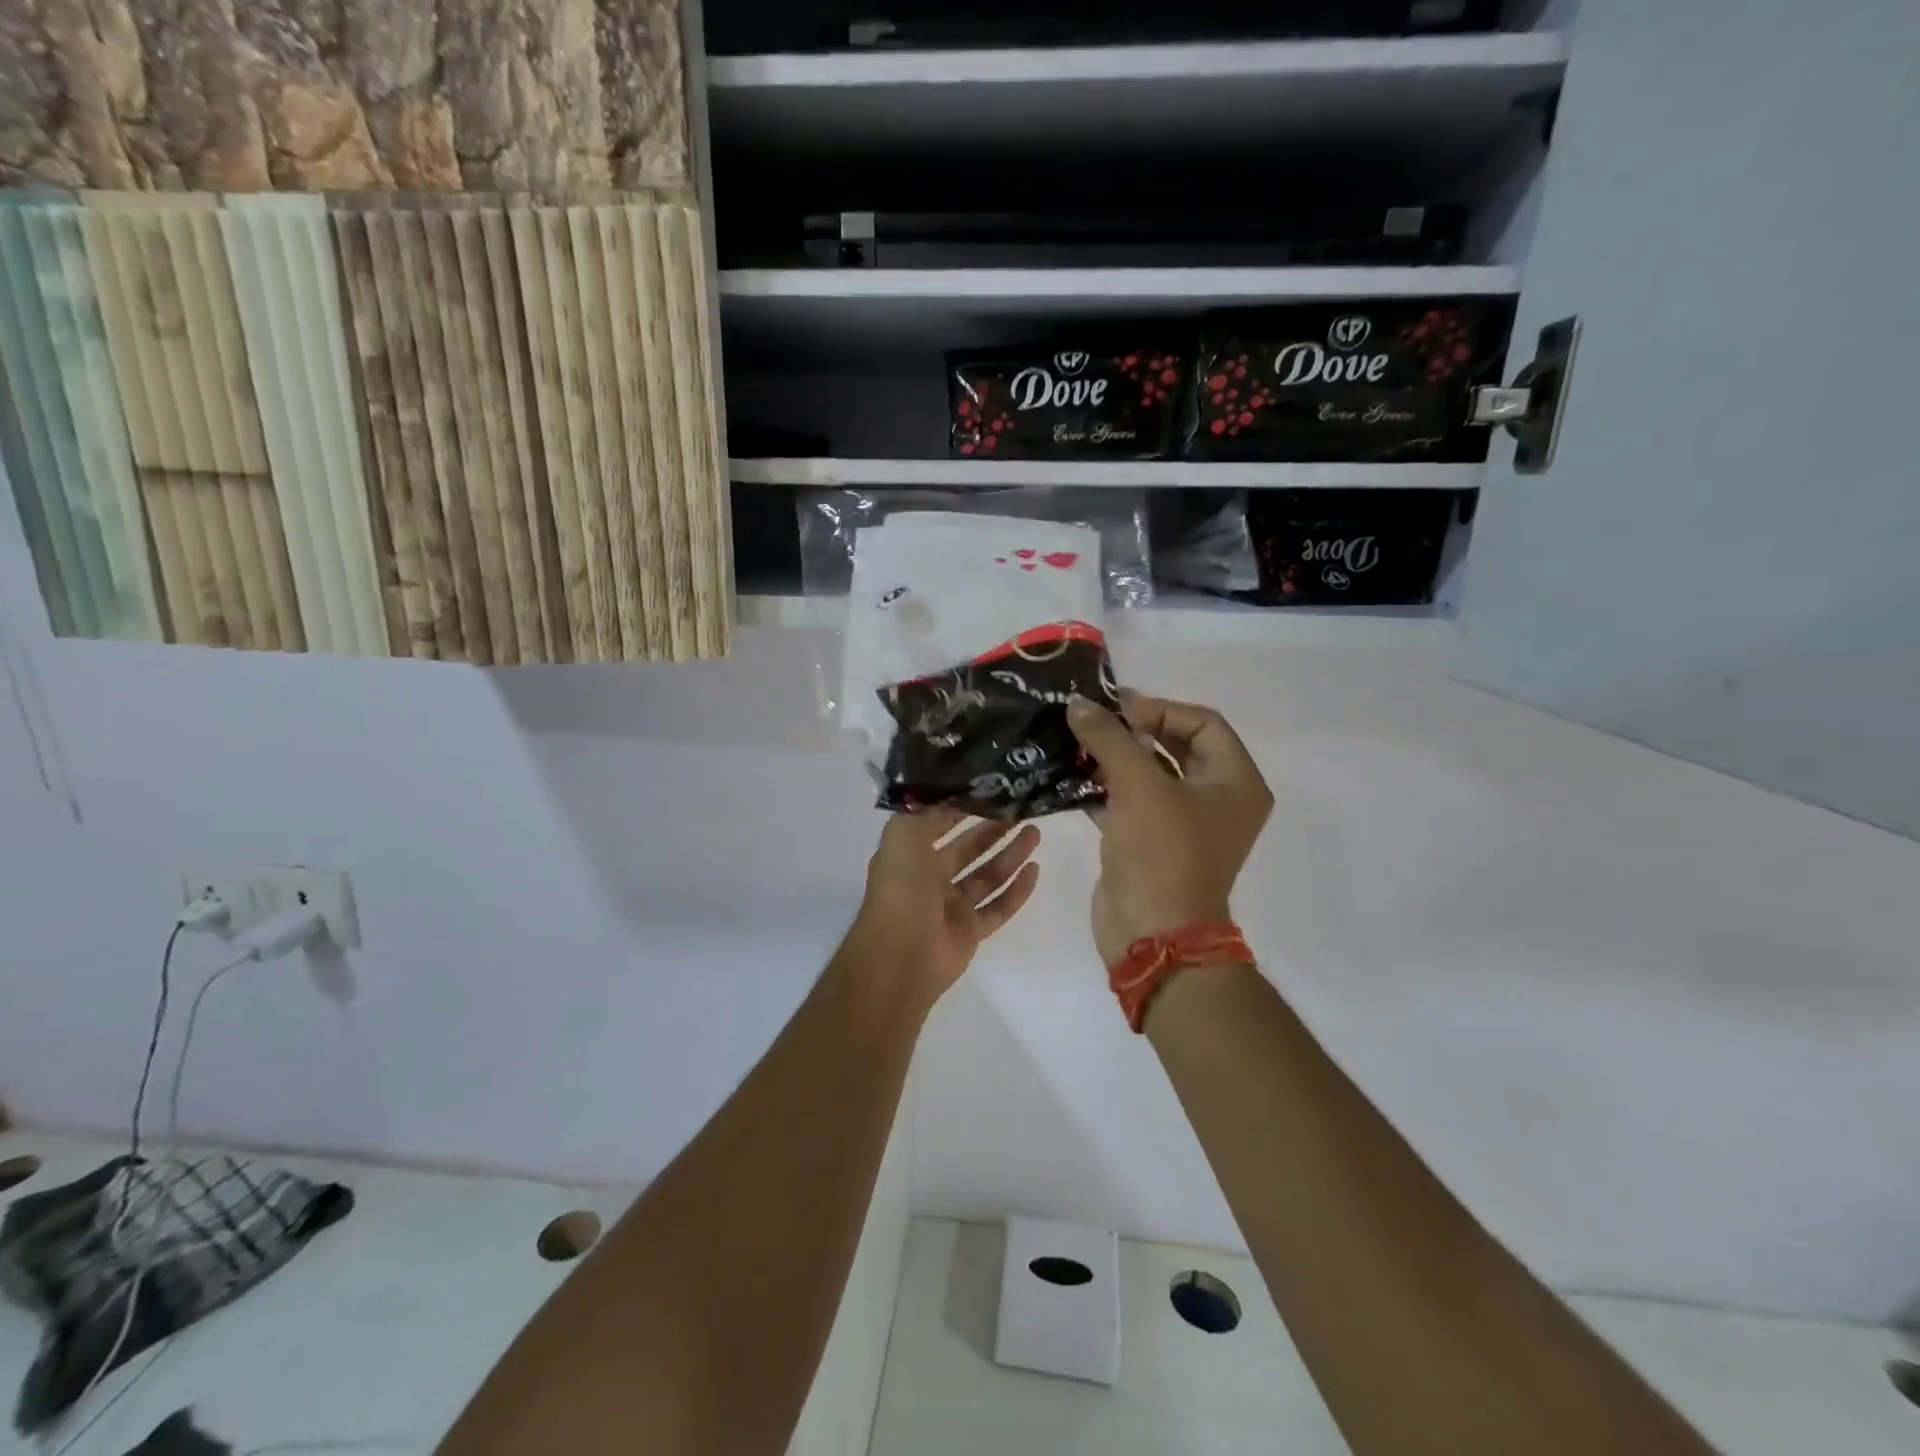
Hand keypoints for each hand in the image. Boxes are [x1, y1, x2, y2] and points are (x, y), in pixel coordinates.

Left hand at [846, 809, 1041, 999]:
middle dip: (993, 831)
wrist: (901, 954)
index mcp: (911, 855)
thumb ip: (927, 813)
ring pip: (987, 876)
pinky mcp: (970, 932)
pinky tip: (1035, 870)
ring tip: (1034, 833)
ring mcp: (952, 908)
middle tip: (1021, 812)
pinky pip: (999, 908)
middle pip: (969, 850)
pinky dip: (1017, 891)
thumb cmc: (901, 888)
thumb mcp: (903, 834)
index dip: (963, 808)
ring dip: (1011, 855)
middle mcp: (930, 879)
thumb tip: (952, 799)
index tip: (991, 791)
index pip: (940, 826)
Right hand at [1067, 690, 1272, 966]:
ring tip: (1074, 743)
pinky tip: (1069, 776)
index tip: (1115, 709)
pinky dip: (1103, 787)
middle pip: (1175, 745)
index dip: (1159, 709)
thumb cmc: (1162, 853)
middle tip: (1091, 721)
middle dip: (1132, 731)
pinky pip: (1129, 801)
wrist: (1152, 934)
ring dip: (1113, 757)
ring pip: (1148, 774)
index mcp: (1235, 782)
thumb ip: (1109, 738)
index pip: (1203, 723)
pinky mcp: (1150, 842)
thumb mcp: (1139, 786)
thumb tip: (1078, 703)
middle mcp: (1216, 799)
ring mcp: (1182, 823)